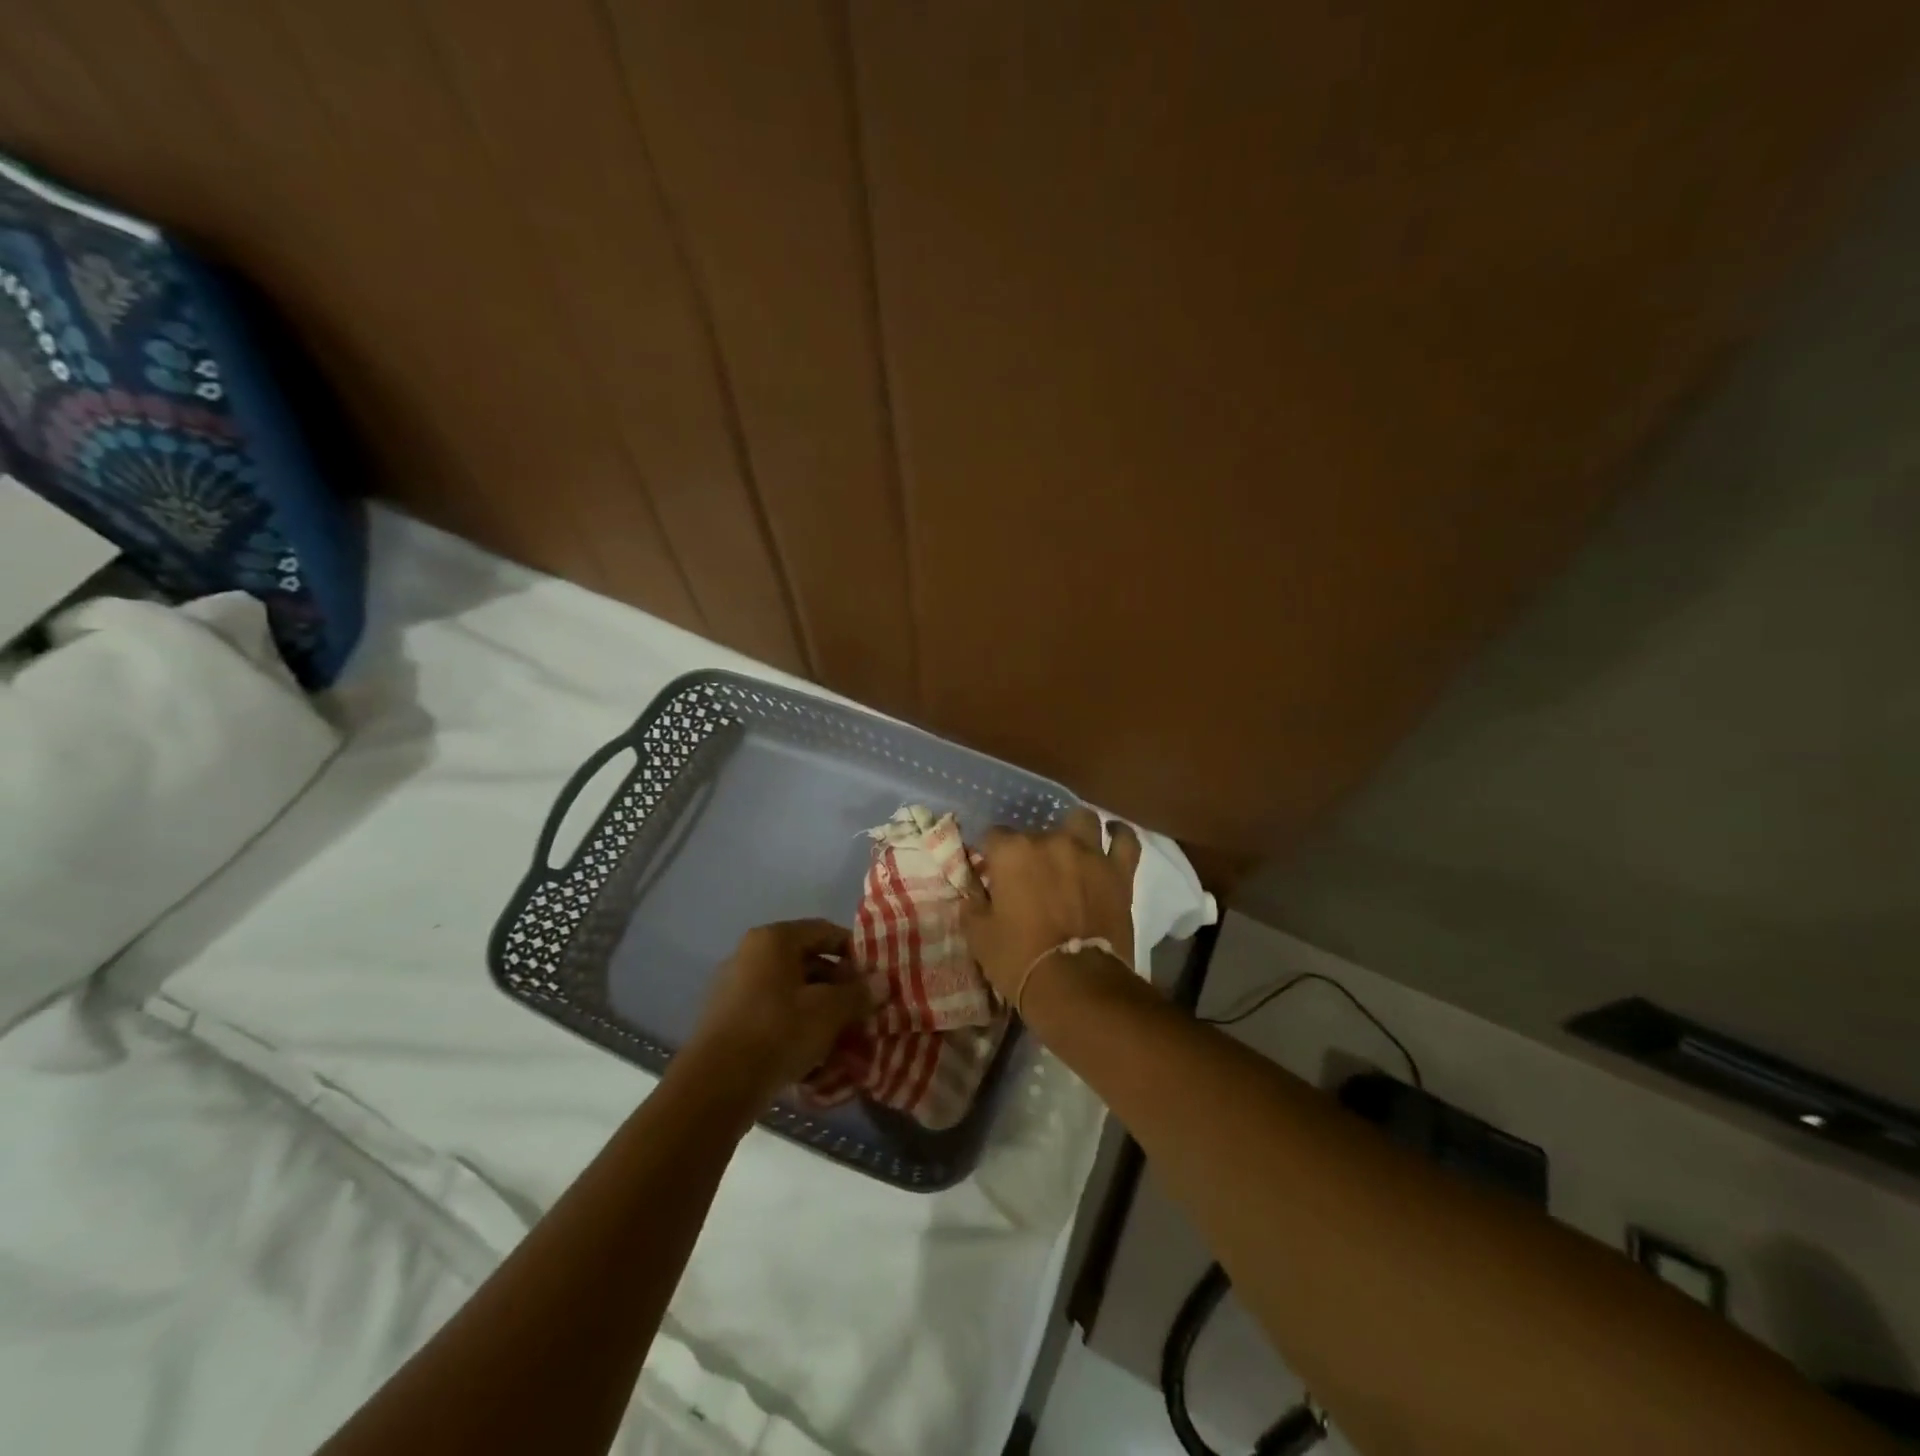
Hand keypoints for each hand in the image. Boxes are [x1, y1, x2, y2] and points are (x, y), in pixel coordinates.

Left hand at [682, 920, 874, 1108]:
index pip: (824, 931)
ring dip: (818, 1007)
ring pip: (789, 990)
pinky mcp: (727, 1020)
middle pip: (806, 960)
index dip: (854, 951)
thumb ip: (859, 993)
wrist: (716, 1086)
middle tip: (862, 1008)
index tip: (874, 975)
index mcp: (773, 939)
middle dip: (838, 984)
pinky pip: (771, 1012)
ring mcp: (734, 987)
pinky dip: (794, 1024)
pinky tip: (812, 1050)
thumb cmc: (778, 1032)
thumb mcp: (829, 1011)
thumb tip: (882, 982)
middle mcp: (750, 954)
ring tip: (842, 1033)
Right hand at [964, 807, 1140, 1003]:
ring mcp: (1089, 853)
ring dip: (1074, 830)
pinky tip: (1112, 836)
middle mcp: (1051, 840)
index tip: (993, 874)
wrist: (1076, 985)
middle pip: (1037, 830)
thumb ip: (973, 906)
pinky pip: (1125, 840)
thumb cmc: (1019, 959)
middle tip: (1032, 876)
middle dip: (1032, 850)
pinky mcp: (1119, 871)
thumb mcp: (979, 937)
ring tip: (1071, 848)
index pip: (994, 836)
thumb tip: (973, 894)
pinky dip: (1119, 835)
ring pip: (1082, 820)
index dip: (992, 855)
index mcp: (1012, 852)